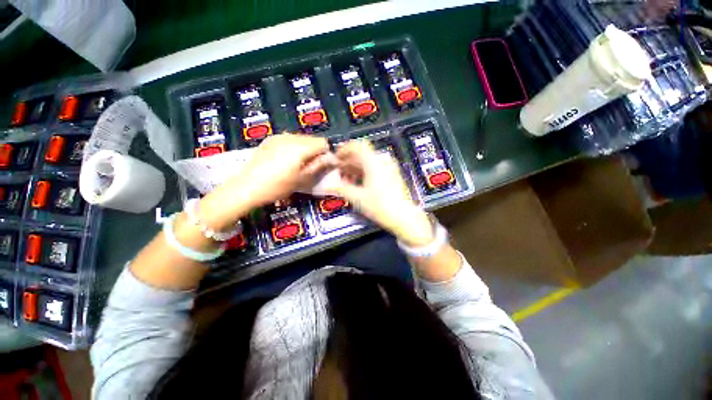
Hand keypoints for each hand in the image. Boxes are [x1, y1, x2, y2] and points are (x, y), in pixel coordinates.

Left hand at [199, 134, 332, 229]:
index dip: (326, 152)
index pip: (323, 142)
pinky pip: (289, 138)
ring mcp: (279, 136)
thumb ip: (318, 165)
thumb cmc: (278, 186)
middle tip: (311, 165)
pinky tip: (286, 159)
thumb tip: (331, 158)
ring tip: (298, 163)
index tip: (323, 164)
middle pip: (312, 139)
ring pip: (301, 138)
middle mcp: (291, 137)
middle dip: (316, 150)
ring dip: (305, 148)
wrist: (248, 187)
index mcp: (300, 147)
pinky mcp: (270, 139)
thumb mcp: (302, 179)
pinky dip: (293, 146)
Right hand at [325, 141, 434, 246]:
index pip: (358, 146)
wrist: (404, 217)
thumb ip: (341, 189)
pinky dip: (364, 173)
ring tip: (345, 179)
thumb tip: (327, 185)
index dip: (344, 149)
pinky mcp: (392, 176)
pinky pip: (375, 169)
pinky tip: (357, 183)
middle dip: (348, 161)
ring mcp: (389, 168)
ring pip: (368, 162)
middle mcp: (382, 161)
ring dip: (355, 168)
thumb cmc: (380, 206)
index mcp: (374, 161)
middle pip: (362, 154)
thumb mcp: (358, 198)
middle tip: (337, 171)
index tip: (335, 157)